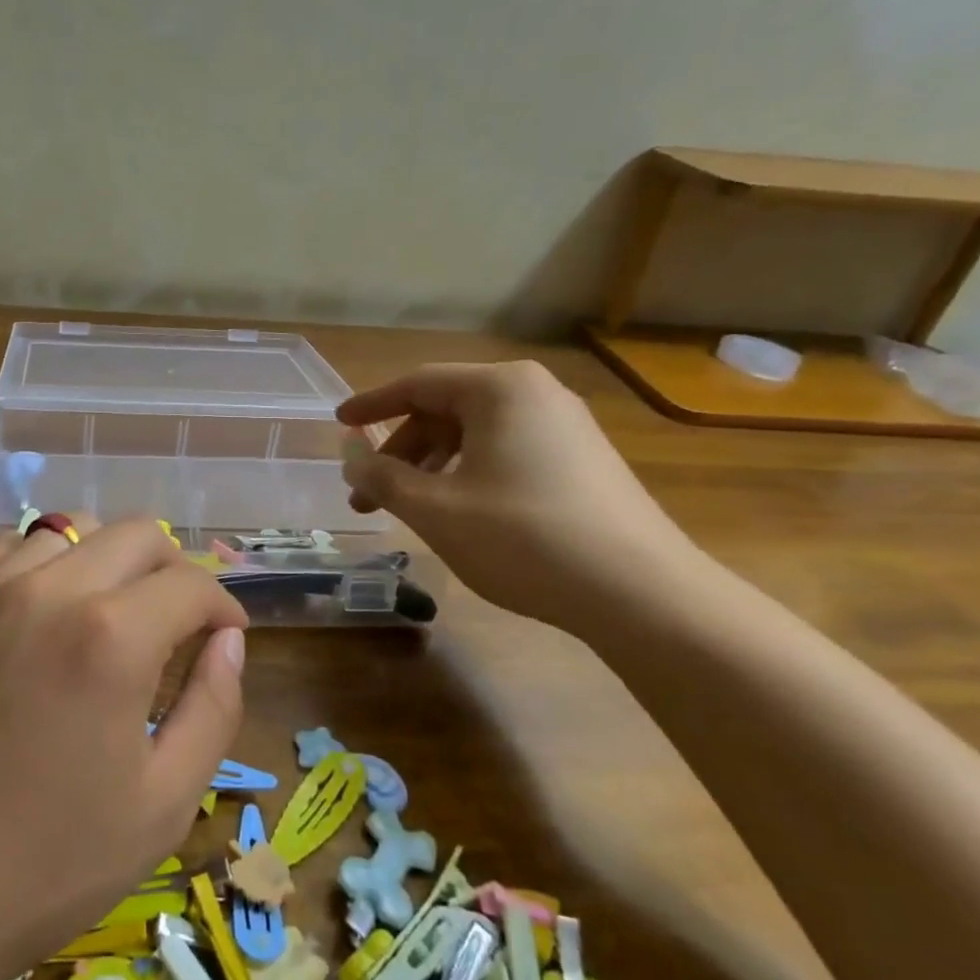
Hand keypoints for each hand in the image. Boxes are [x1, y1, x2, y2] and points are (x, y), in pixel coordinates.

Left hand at [0, 517, 247, 979]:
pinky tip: (48, 611)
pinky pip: (14, 548)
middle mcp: (52, 589)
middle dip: (175, 570)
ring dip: (111, 559)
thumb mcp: (161, 806)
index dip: (224, 606)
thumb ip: (212, 709)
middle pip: (139, 534)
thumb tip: (228, 641)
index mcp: (112, 637)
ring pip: (74, 529)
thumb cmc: (40, 865)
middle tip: (180, 621)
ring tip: (115, 611)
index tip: (227, 635)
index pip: (191, 585)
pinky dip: (49, 562)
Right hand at [337, 362, 700, 631]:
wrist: (641, 594)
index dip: (371, 406)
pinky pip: (506, 454)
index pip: (417, 384)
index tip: (338, 426)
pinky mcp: (583, 462)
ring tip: (408, 511)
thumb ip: (381, 477)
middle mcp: (535, 394)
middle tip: (367, 496)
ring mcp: (566, 427)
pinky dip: (468, 476)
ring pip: (476, 436)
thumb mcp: (435, 509)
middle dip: (400, 453)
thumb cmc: (523, 538)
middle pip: (446, 411)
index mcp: (500, 388)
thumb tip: (350, 457)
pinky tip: (458, 515)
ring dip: (431, 469)